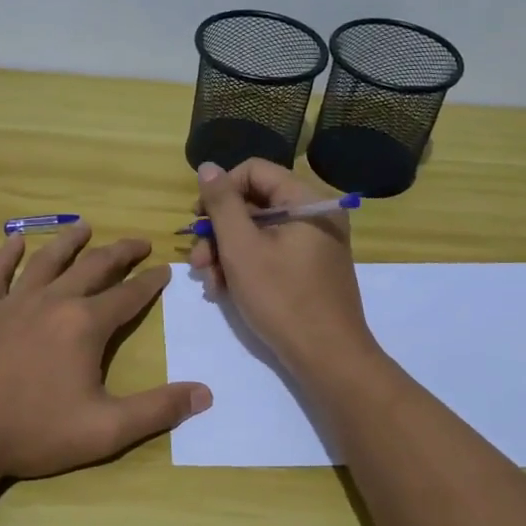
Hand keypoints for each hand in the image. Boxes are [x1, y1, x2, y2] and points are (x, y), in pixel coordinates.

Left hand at [0, 226, 211, 486]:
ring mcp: (12, 303)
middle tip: (138, 242)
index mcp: (85, 325)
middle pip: (93, 267)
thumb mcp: (105, 430)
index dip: (150, 282)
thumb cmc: (32, 432)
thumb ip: (157, 410)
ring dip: (69, 242)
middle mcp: (52, 302)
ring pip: (46, 261)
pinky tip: (14, 240)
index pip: (128, 296)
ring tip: (85, 227)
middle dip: (120, 253)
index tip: (165, 269)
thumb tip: (205, 394)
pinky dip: (6, 255)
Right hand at [186, 159, 374, 378]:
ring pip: (257, 231)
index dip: (221, 191)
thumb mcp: (242, 248)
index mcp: (306, 201)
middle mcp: (314, 215)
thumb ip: (222, 204)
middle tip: (197, 259)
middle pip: (254, 202)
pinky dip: (244, 265)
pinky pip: (270, 252)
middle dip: (218, 230)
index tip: (198, 220)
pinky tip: (224, 289)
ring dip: (225, 252)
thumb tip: (208, 167)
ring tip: (208, 281)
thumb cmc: (282, 298)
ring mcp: (313, 243)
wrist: (328, 358)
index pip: (254, 171)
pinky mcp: (308, 268)